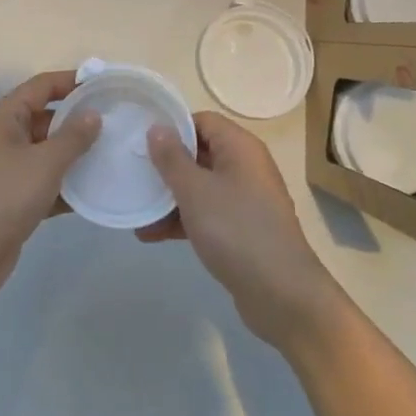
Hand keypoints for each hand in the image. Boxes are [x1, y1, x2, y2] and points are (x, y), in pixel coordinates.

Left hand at [0, 71, 100, 307]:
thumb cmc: (3, 196)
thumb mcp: (44, 162)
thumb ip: (73, 137)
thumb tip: (94, 114)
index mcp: (5, 117)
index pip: (42, 86)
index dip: (72, 82)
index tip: (105, 85)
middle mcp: (5, 136)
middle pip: (47, 118)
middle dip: (79, 120)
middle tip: (118, 123)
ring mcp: (8, 169)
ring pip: (49, 152)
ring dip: (77, 155)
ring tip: (114, 155)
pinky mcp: (15, 198)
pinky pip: (47, 182)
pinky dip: (68, 185)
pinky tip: (98, 191)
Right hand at [142, 112, 344, 352]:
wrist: (282, 295)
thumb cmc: (236, 230)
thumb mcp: (195, 191)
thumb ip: (172, 158)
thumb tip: (157, 127)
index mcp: (240, 148)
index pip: (202, 121)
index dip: (172, 127)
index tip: (140, 139)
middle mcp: (246, 167)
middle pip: (199, 153)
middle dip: (165, 166)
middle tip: (132, 174)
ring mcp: (246, 200)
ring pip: (200, 186)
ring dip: (169, 197)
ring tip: (136, 211)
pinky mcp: (242, 230)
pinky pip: (207, 213)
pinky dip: (183, 219)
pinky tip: (151, 234)